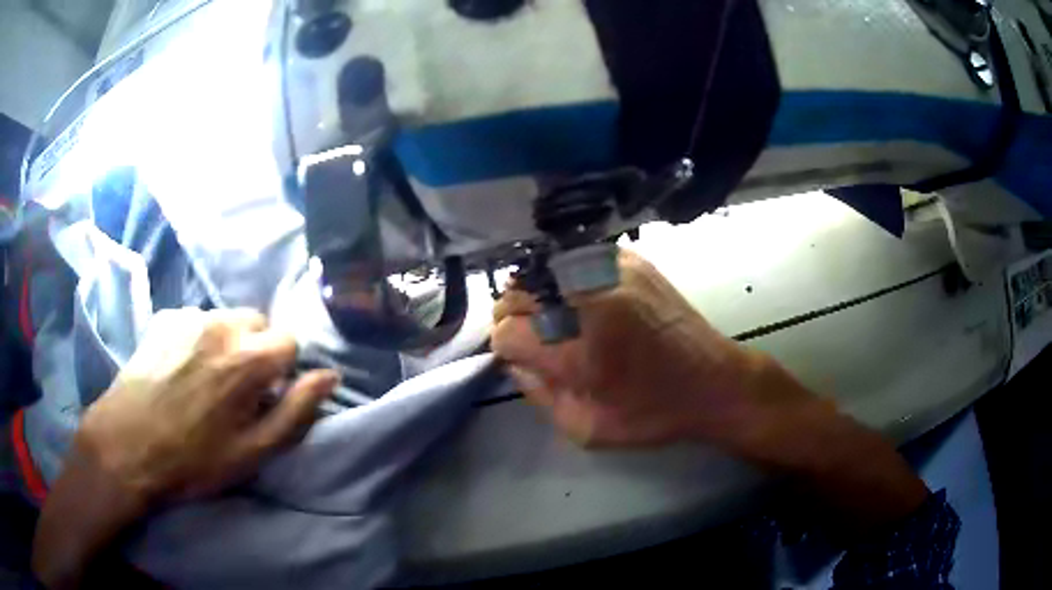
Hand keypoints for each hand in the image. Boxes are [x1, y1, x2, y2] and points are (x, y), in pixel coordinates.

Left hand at [77, 307, 338, 502]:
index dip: (285, 370)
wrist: (128, 446)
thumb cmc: (194, 459)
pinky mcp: (164, 320)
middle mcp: (221, 326)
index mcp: (248, 359)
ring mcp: (189, 318)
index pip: (290, 341)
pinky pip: (196, 319)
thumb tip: (329, 376)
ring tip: (207, 378)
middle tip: (238, 388)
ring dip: (228, 342)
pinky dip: (199, 337)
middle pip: (258, 322)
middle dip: (257, 349)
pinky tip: (181, 367)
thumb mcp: (253, 452)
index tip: (268, 396)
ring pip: (226, 319)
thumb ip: (296, 412)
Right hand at [493, 249, 810, 449]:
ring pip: (543, 270)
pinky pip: (576, 260)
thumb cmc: (654, 413)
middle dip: (517, 317)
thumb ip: (539, 393)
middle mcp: (588, 296)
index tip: (525, 357)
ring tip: (561, 320)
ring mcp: (610, 268)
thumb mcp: (586, 428)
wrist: (715, 381)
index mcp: (578, 347)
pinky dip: (568, 279)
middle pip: (517, 292)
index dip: (509, 347)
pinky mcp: (629, 258)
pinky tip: (586, 302)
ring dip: (540, 296)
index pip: (507, 331)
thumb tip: (516, 360)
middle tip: (538, 339)